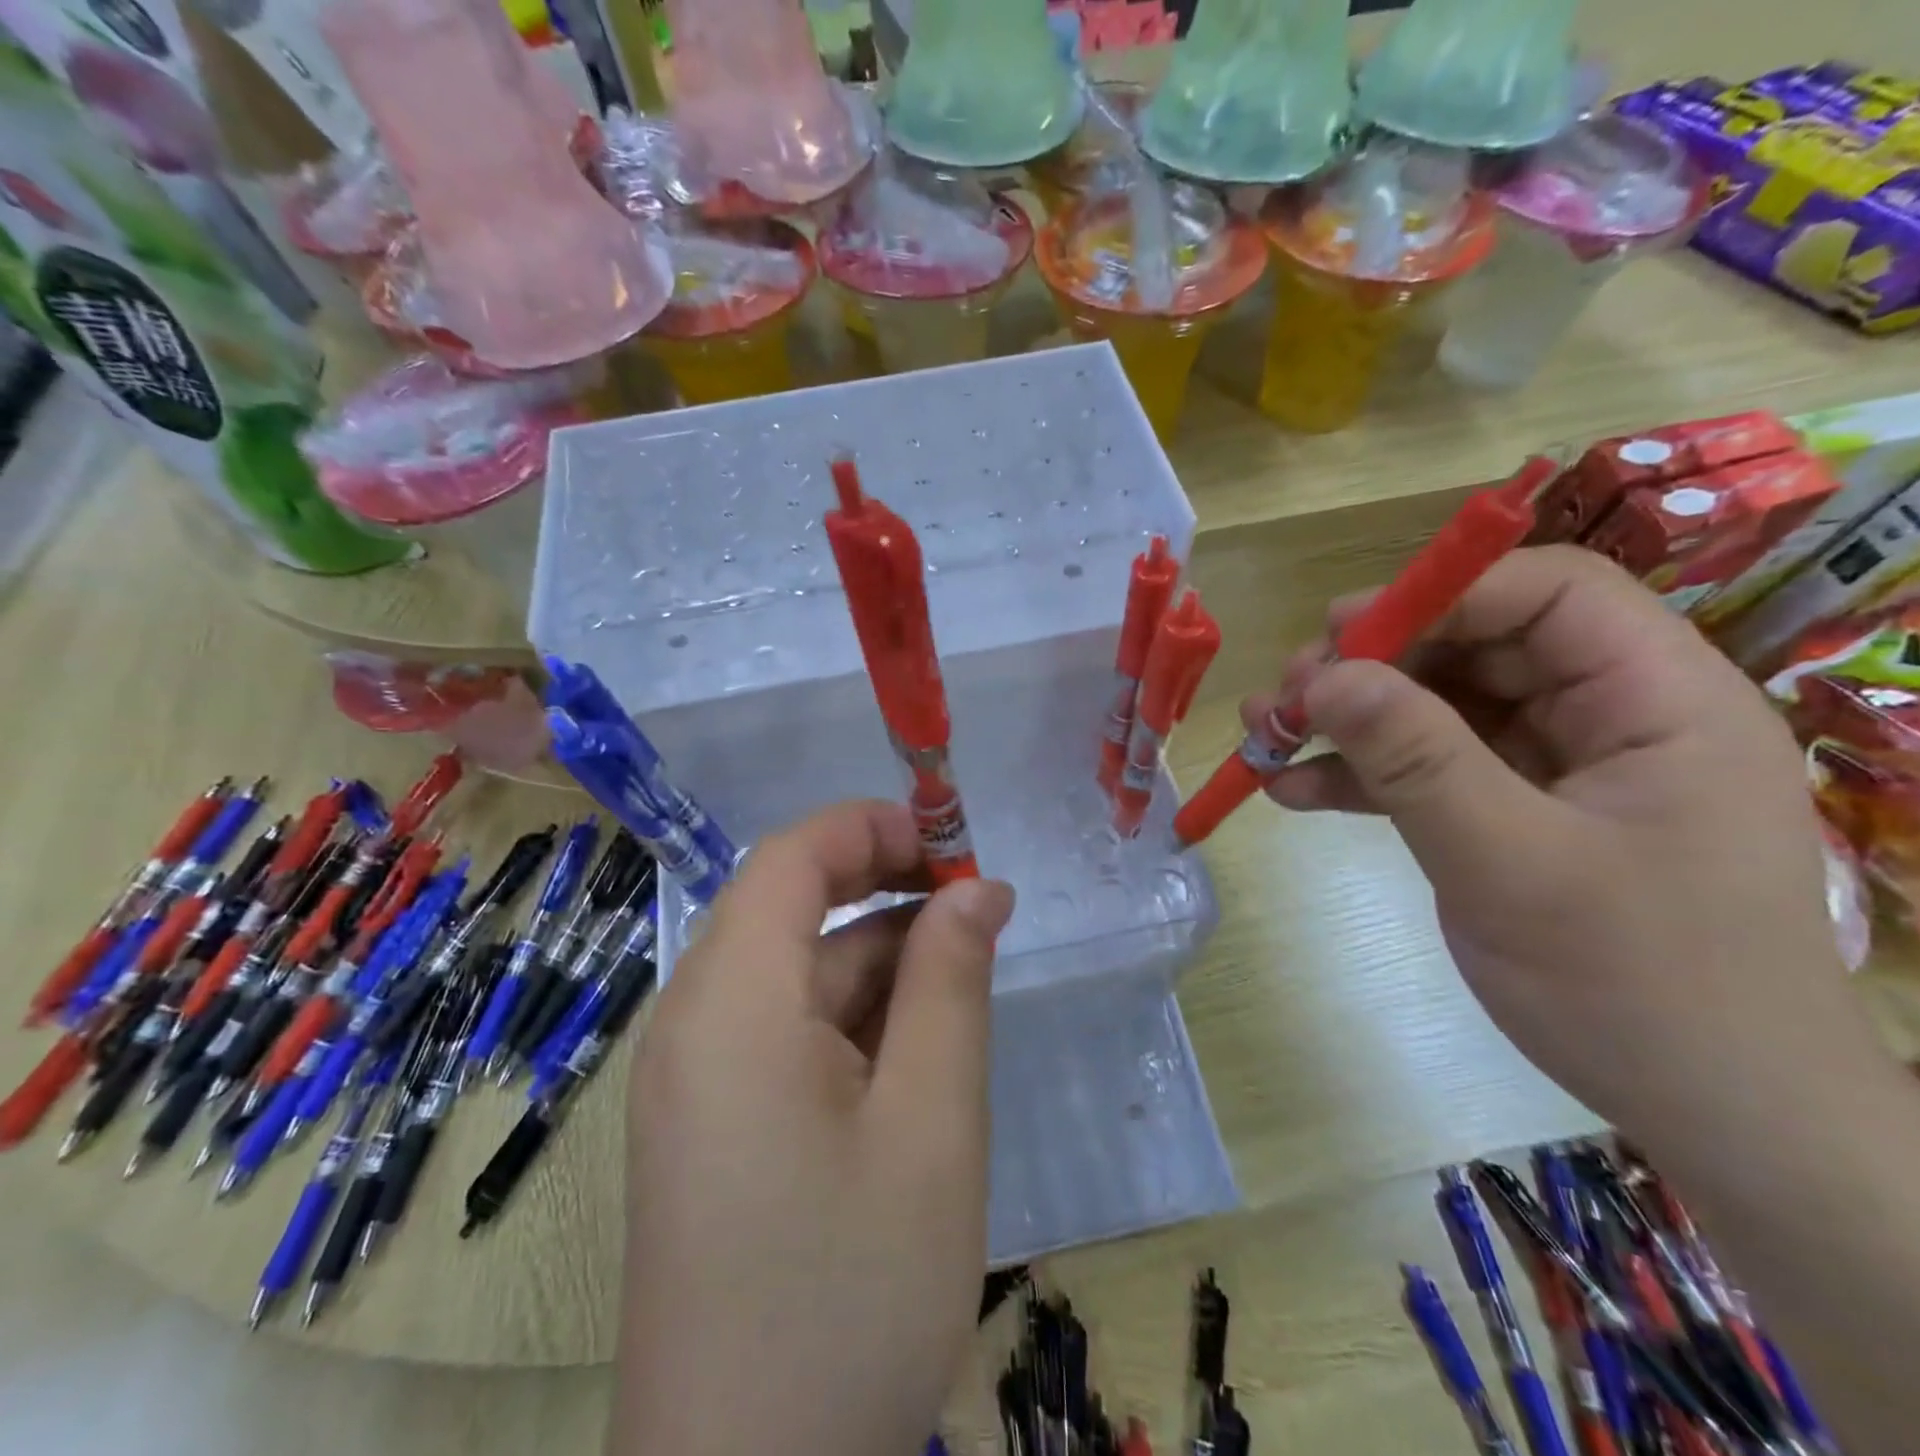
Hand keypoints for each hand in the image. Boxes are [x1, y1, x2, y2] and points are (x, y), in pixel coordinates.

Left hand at [612, 801, 1015, 1455]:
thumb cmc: (850, 1294)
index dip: (869, 829)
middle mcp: (694, 1024)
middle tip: (974, 906)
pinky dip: (850, 1013)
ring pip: (794, 971)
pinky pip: (782, 1029)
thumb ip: (951, 983)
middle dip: (882, 889)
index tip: (952, 845)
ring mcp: (695, 1078)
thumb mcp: (931, 1121)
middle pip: (788, 907)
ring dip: (876, 955)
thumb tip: (977, 889)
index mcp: (730, 1004)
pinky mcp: (710, 1124)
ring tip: (963, 973)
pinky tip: (914, 1043)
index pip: (790, 858)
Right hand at [1254, 545, 1895, 1160]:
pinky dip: (1361, 777)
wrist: (1708, 1115)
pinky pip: (1429, 770)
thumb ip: (1415, 759)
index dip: (1440, 598)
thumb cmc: (1637, 985)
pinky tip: (1293, 790)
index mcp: (1656, 701)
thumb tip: (1323, 677)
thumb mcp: (1510, 863)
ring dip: (1350, 722)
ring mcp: (1555, 767)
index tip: (1339, 636)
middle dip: (1372, 666)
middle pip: (1476, 647)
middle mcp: (1608, 717)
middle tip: (1287, 697)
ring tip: (1265, 735)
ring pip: (1439, 709)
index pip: (1548, 595)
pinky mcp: (1513, 813)